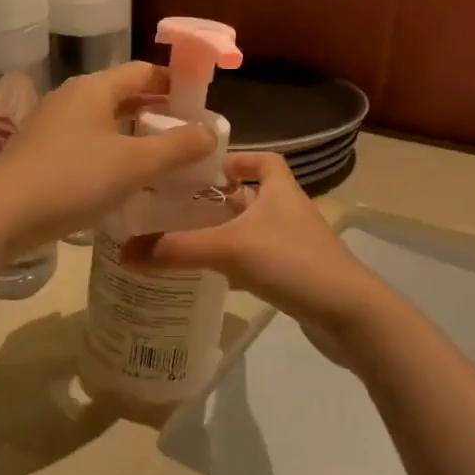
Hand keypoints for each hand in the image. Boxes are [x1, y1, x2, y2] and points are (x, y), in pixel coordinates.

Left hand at [0, 62, 214, 254]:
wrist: (0, 215)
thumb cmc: (72, 181)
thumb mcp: (133, 165)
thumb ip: (176, 147)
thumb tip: (210, 132)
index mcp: (94, 88)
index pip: (144, 71)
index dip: (175, 83)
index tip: (200, 105)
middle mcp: (71, 97)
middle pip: (123, 94)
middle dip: (156, 111)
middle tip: (187, 136)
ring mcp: (50, 124)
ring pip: (103, 120)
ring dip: (133, 134)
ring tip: (161, 158)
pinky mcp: (39, 151)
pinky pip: (85, 141)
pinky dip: (110, 151)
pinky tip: (121, 178)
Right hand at [118, 151, 387, 359]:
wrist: (350, 315)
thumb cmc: (293, 263)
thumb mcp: (230, 249)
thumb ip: (177, 249)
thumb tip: (124, 251)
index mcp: (281, 190)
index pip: (264, 160)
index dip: (237, 159)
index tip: (203, 169)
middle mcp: (289, 212)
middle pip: (253, 196)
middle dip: (219, 199)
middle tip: (178, 206)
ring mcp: (295, 246)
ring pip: (254, 230)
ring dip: (226, 232)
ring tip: (185, 239)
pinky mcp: (296, 276)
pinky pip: (260, 260)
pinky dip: (238, 263)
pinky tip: (213, 276)